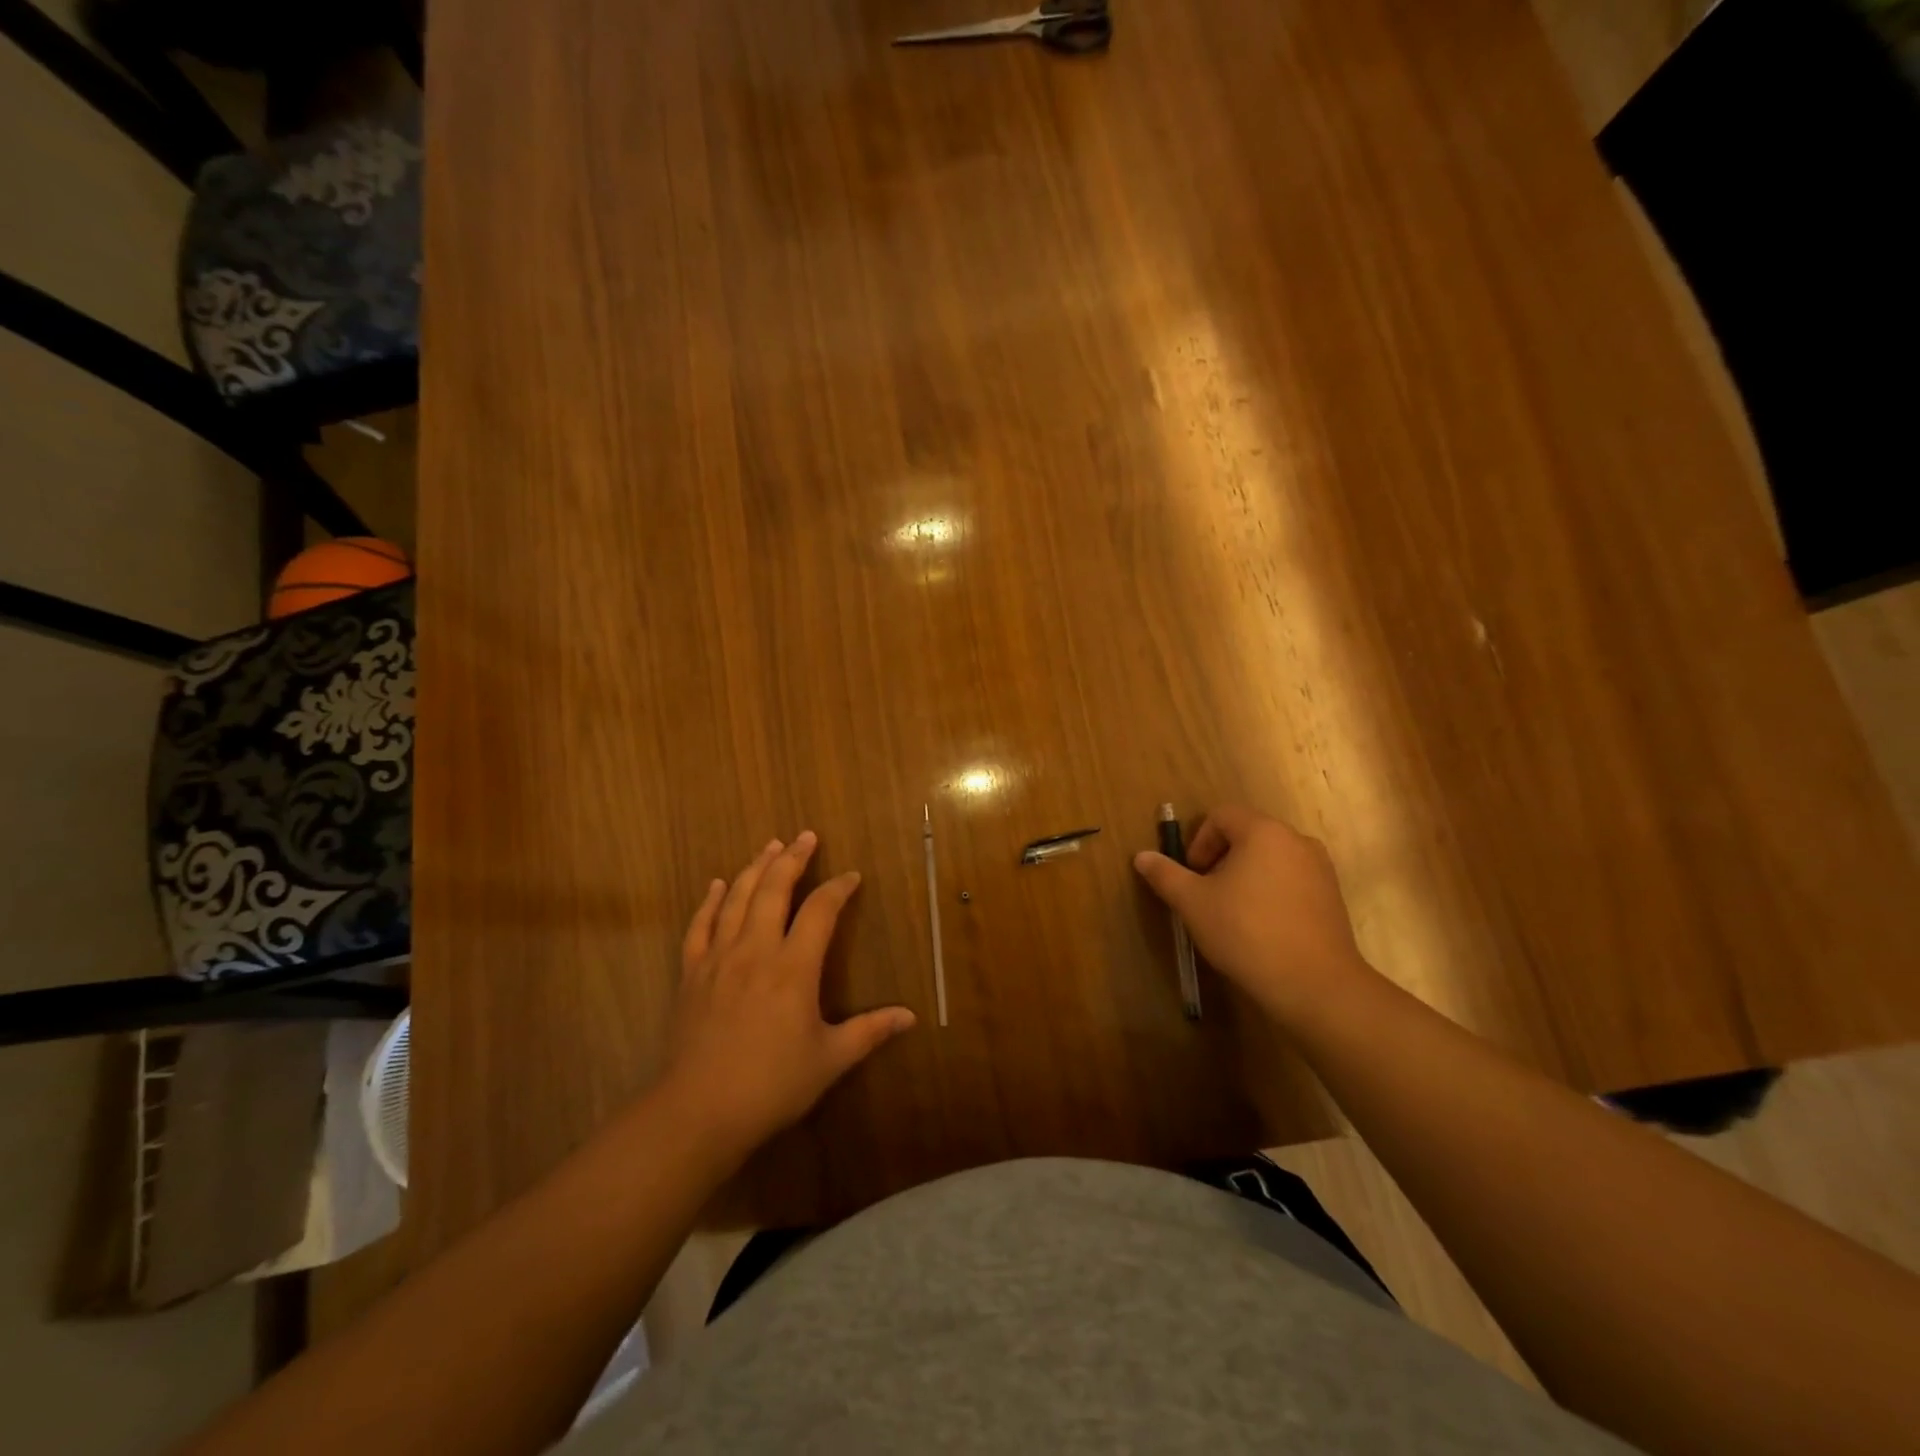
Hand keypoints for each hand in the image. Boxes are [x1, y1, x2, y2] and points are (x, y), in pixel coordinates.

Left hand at [662, 832, 915, 1154]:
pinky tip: (717, 885)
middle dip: (792, 859)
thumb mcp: (829, 1059)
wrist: (698, 1111)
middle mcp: (756, 950)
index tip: (850, 877)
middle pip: (774, 890)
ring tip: (770, 846)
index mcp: (793, 967)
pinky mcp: (691, 973)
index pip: (820, 911)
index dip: (838, 889)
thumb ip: (870, 1031)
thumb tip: (910, 1016)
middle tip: (805, 837)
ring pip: (736, 899)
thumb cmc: (771, 1085)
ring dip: (754, 868)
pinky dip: (709, 901)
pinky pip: (700, 926)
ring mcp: (718, 958)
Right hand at [1133, 804, 1373, 1025]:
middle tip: (1207, 895)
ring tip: (1233, 913)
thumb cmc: (1246, 932)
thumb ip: (1166, 874)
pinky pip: (1292, 880)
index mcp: (1263, 831)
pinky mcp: (1333, 896)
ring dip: (1246, 876)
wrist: (1314, 984)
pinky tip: (1262, 927)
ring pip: (1270, 858)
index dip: (1199, 841)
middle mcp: (1296, 840)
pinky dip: (1271, 892)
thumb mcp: (1193, 903)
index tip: (1193, 876)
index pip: (1221, 815)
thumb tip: (1141, 857)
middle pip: (1247, 834)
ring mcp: (1320, 868)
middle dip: (1221, 859)